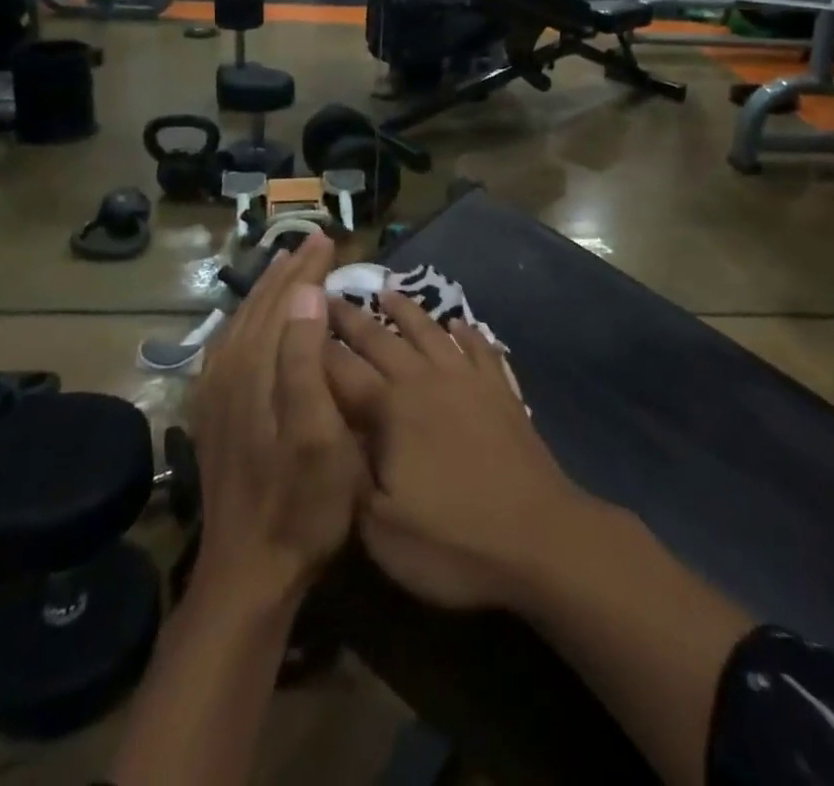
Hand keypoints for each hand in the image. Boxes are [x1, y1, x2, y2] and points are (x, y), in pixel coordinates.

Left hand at [188, 233, 365, 603]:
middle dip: (289, 270)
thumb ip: (304, 360)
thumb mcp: (318, 436)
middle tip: (314, 242)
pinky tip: (255, 319)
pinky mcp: (212, 411)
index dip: (307, 269)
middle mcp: (228, 371)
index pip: (283, 301)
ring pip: (242, 321)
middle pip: (259, 305)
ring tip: (288, 266)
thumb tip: (306, 295)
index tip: (329, 240)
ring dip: (268, 289)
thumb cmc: (301, 504)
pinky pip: (229, 344)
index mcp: (255, 371)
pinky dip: (249, 318)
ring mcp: (215, 393)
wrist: (248, 573)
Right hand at [324, 288, 599, 611]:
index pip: (340, 369)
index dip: (314, 347)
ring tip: (386, 291)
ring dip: (405, 309)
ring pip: (429, 331)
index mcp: (391, 408)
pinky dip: (465, 330)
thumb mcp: (380, 529)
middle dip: (350, 317)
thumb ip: (347, 475)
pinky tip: (458, 323)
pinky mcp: (500, 389)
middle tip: (327, 295)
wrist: (540, 538)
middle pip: (381, 338)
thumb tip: (327, 433)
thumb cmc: (453, 542)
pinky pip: (479, 346)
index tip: (293, 322)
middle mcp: (426, 379)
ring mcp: (468, 379)